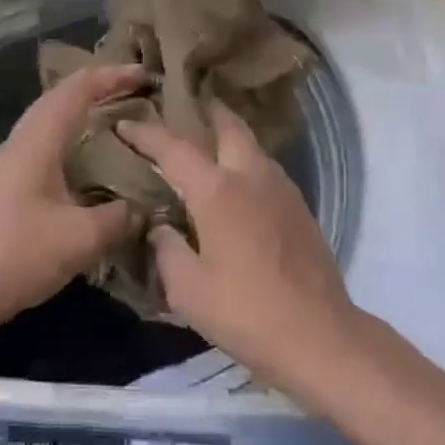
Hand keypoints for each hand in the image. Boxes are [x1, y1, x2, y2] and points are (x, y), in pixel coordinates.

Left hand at [0, 64, 142, 343]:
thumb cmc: (19, 255)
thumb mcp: (81, 238)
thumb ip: (119, 217)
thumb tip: (143, 209)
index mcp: (36, 142)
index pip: (76, 90)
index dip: (110, 77)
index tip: (142, 74)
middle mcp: (19, 143)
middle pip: (58, 98)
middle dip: (96, 88)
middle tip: (132, 89)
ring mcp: (7, 165)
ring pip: (47, 122)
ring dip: (79, 113)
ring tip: (112, 117)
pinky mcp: (4, 188)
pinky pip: (42, 145)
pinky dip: (68, 139)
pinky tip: (84, 163)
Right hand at [117, 103, 359, 393]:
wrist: (320, 335)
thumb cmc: (246, 311)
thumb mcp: (188, 290)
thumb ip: (167, 249)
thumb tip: (160, 227)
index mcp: (218, 190)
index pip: (174, 148)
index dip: (146, 133)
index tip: (125, 123)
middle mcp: (251, 176)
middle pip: (228, 125)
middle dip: (204, 112)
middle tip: (182, 109)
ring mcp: (281, 188)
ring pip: (251, 145)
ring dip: (228, 136)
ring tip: (206, 146)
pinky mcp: (300, 207)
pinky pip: (265, 169)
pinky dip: (245, 162)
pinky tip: (236, 185)